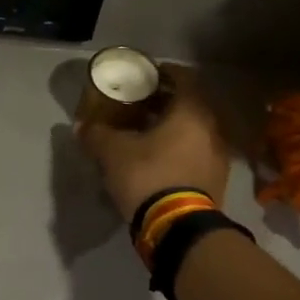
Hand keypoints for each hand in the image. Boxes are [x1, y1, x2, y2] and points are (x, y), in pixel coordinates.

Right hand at [75, 65, 231, 220]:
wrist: (178, 227)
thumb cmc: (148, 175)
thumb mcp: (113, 152)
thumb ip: (97, 134)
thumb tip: (81, 126)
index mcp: (192, 111)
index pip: (184, 77)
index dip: (163, 72)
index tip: (144, 75)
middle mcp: (212, 127)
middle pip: (190, 104)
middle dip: (165, 102)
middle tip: (139, 105)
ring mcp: (219, 155)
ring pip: (195, 130)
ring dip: (173, 128)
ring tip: (146, 134)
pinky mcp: (217, 180)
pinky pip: (197, 153)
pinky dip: (179, 149)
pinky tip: (158, 160)